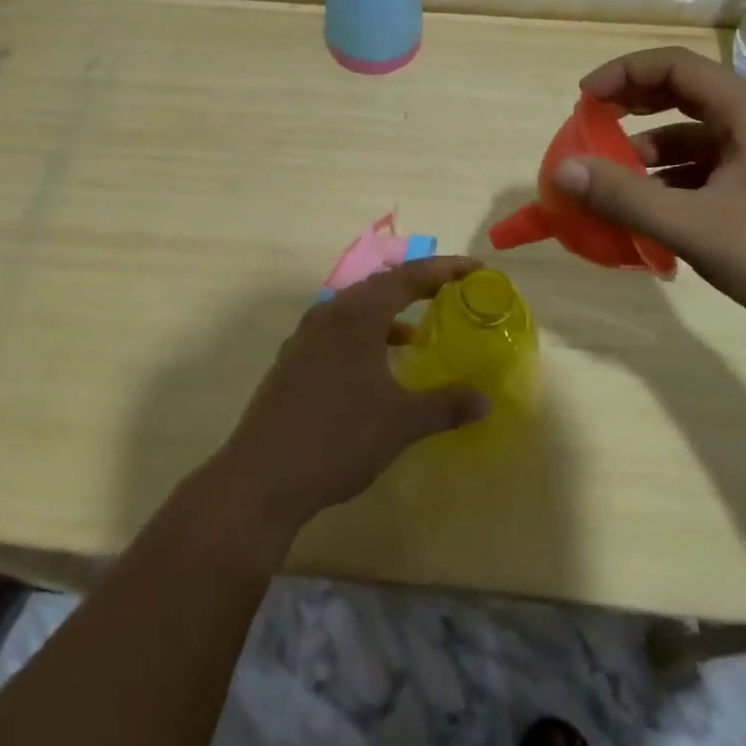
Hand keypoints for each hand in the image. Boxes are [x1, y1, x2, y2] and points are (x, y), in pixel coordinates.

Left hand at [212, 257, 490, 541]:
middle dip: (418, 286)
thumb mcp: (401, 422)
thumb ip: (445, 405)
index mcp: (357, 314)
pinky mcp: (293, 360)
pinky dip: (367, 335)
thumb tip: (484, 400)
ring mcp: (306, 336)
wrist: (262, 476)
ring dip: (390, 313)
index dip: (445, 269)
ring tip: (419, 331)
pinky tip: (379, 366)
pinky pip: (338, 330)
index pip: (408, 277)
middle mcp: (329, 313)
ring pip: (356, 309)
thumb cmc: (338, 438)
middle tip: (452, 293)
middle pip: (380, 286)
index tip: (476, 271)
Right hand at [551, 47, 745, 338]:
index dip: (623, 74)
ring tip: (613, 178)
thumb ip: (626, 197)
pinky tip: (653, 210)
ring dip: (650, 149)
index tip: (584, 100)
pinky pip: (708, 166)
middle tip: (592, 127)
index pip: (674, 66)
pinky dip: (673, 177)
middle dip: (632, 106)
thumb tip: (563, 170)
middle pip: (684, 93)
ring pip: (695, 134)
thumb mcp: (695, 227)